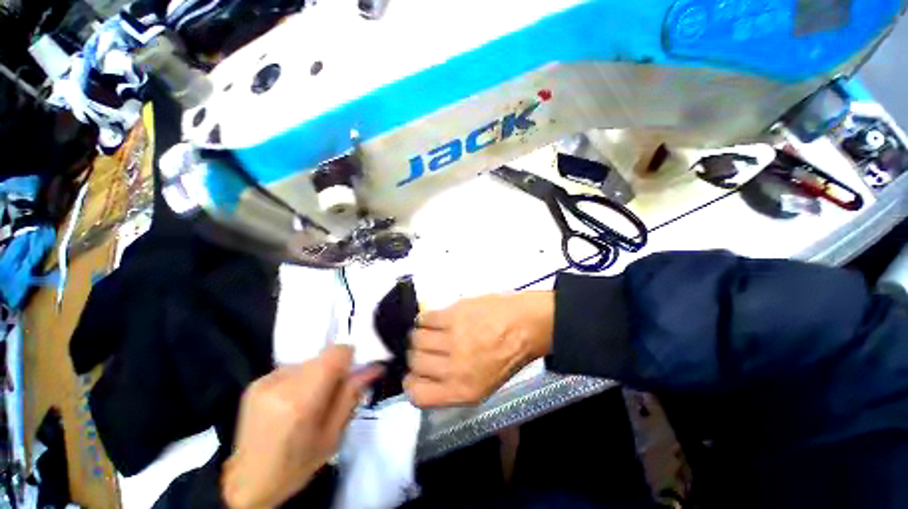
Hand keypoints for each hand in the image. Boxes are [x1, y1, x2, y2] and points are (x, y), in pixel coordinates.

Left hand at [222, 346, 381, 508]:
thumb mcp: (333, 435)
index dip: (349, 359)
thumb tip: (375, 367)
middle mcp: (281, 383)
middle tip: (332, 394)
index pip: (337, 352)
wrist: (248, 482)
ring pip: (308, 361)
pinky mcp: (255, 382)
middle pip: (323, 356)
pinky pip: (291, 368)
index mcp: (302, 400)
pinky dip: (300, 379)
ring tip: (310, 401)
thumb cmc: (296, 465)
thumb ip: (352, 395)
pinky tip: (292, 402)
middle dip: (334, 370)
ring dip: (316, 375)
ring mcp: (265, 381)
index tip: (351, 375)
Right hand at [404, 291, 553, 407]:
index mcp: (463, 390)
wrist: (526, 325)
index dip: (411, 382)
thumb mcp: (484, 385)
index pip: (416, 394)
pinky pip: (424, 318)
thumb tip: (424, 376)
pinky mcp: (453, 315)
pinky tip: (435, 319)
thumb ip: (452, 386)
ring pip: (416, 338)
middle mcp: (454, 368)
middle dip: (417, 355)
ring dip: (420, 335)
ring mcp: (452, 338)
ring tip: (431, 331)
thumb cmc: (508, 355)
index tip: (415, 372)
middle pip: (414, 362)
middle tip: (426, 347)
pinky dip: (425, 318)